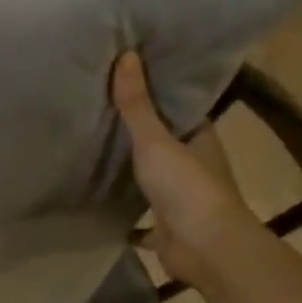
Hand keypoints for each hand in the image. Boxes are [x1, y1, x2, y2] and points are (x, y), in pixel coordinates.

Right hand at [112, 52, 254, 288]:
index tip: (131, 78)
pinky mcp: (167, 228)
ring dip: (132, 171)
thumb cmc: (186, 186)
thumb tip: (127, 54)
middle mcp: (195, 167)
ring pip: (153, 179)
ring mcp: (181, 200)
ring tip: (95, 151)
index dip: (160, 94)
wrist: (206, 248)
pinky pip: (141, 219)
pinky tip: (100, 206)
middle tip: (102, 109)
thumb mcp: (155, 139)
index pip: (181, 110)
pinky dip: (125, 215)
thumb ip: (137, 104)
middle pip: (166, 143)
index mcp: (200, 140)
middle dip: (141, 132)